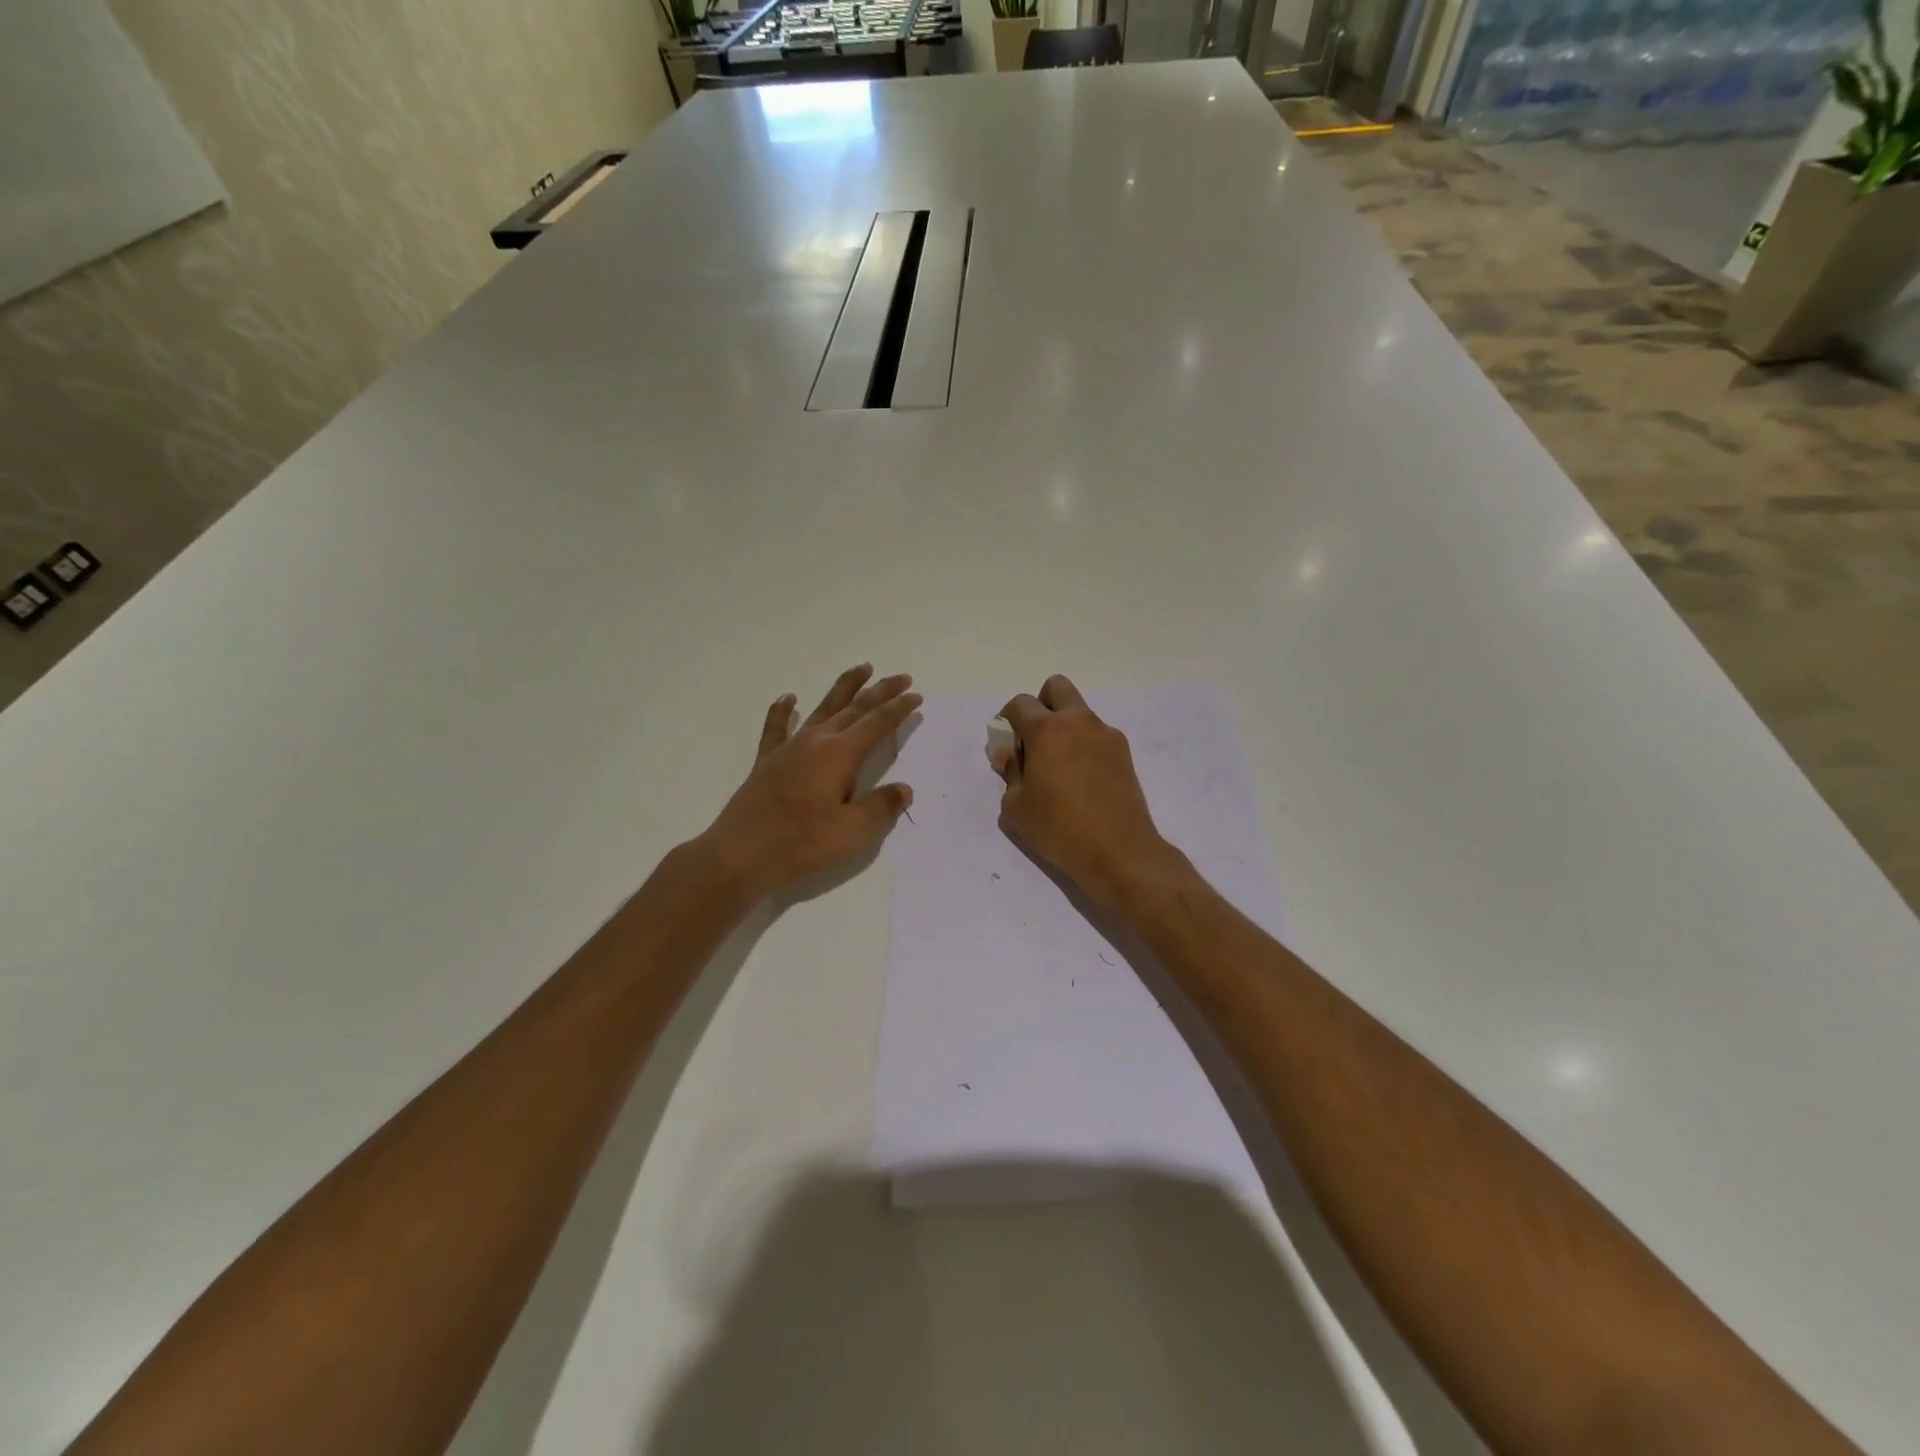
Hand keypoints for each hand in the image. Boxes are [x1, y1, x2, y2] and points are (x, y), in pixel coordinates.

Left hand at [700, 664, 920, 899]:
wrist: (739, 855)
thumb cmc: (800, 845)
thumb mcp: (852, 832)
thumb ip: (881, 807)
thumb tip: (903, 789)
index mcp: (839, 755)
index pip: (876, 724)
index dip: (898, 709)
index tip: (916, 695)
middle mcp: (816, 742)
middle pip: (854, 708)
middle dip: (880, 692)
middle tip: (901, 677)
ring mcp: (789, 749)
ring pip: (822, 709)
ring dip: (844, 688)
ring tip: (861, 669)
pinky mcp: (767, 762)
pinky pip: (777, 727)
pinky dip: (784, 710)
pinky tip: (789, 698)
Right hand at [992, 675, 1179, 912]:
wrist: (1119, 851)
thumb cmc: (1059, 829)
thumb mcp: (1016, 807)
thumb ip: (1009, 772)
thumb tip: (1010, 754)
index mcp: (1047, 730)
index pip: (1020, 704)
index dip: (1007, 720)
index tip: (1008, 746)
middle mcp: (1078, 722)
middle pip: (1056, 688)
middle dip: (1041, 705)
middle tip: (1035, 741)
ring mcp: (1106, 735)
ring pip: (1079, 713)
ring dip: (1064, 728)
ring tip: (1059, 769)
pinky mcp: (1124, 753)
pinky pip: (1096, 736)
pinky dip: (1084, 747)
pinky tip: (1082, 782)